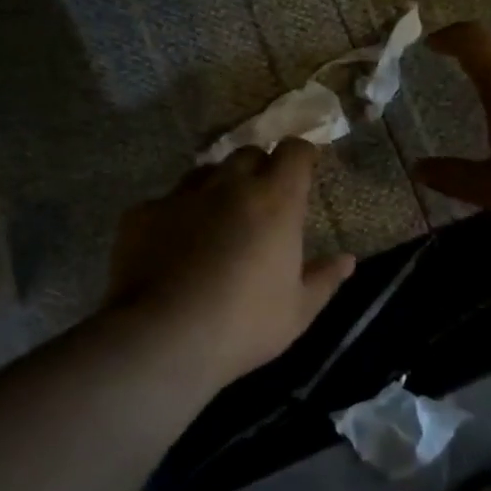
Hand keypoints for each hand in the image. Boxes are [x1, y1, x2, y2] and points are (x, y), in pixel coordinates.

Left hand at [106, 139, 355, 387]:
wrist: (164, 338)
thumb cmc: (244, 326)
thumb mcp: (297, 312)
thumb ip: (324, 279)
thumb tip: (348, 260)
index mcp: (275, 202)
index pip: (294, 151)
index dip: (300, 156)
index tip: (303, 169)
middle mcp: (229, 185)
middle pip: (248, 154)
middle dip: (258, 169)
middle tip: (261, 201)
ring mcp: (182, 196)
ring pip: (205, 173)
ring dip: (217, 187)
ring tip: (216, 220)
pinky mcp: (143, 213)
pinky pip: (166, 201)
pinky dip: (176, 215)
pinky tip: (172, 246)